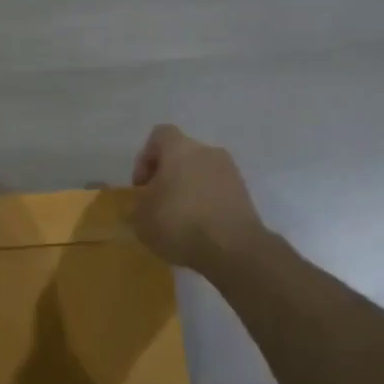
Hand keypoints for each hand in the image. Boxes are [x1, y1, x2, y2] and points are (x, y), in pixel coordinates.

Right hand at [130, 124, 267, 274]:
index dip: (145, 158)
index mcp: (180, 149)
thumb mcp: (141, 218)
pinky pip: (217, 190)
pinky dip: (206, 203)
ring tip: (180, 219)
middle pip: (182, 155)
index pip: (159, 135)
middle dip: (168, 176)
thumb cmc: (179, 223)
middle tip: (159, 203)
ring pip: (201, 173)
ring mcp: (230, 171)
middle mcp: (207, 152)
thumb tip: (143, 203)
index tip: (142, 185)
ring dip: (188, 190)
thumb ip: (138, 204)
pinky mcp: (244, 194)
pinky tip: (199, 228)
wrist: (233, 248)